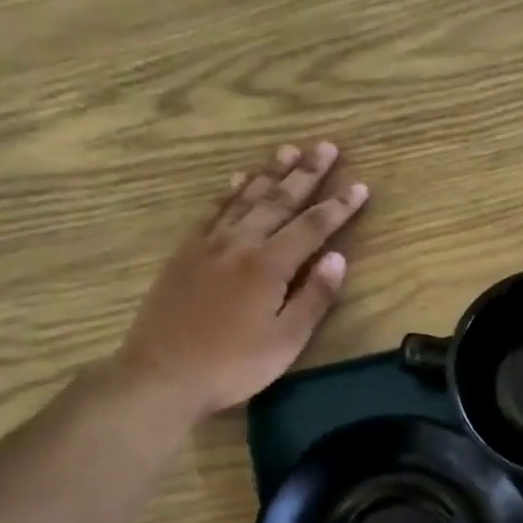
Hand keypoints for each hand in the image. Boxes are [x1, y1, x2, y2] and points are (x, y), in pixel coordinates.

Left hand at [115, 141, 368, 416]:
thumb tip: (338, 258)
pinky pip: (212, 212)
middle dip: (306, 173)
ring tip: (288, 151)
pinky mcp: (185, 254)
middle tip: (326, 147)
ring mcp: (208, 245)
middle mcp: (239, 244)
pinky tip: (237, 181)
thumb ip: (314, 297)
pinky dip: (229, 193)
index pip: (312, 227)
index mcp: (268, 265)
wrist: (161, 375)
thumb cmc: (232, 365)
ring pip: (244, 198)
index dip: (338, 206)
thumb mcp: (285, 341)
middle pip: (279, 201)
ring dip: (269, 173)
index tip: (360, 185)